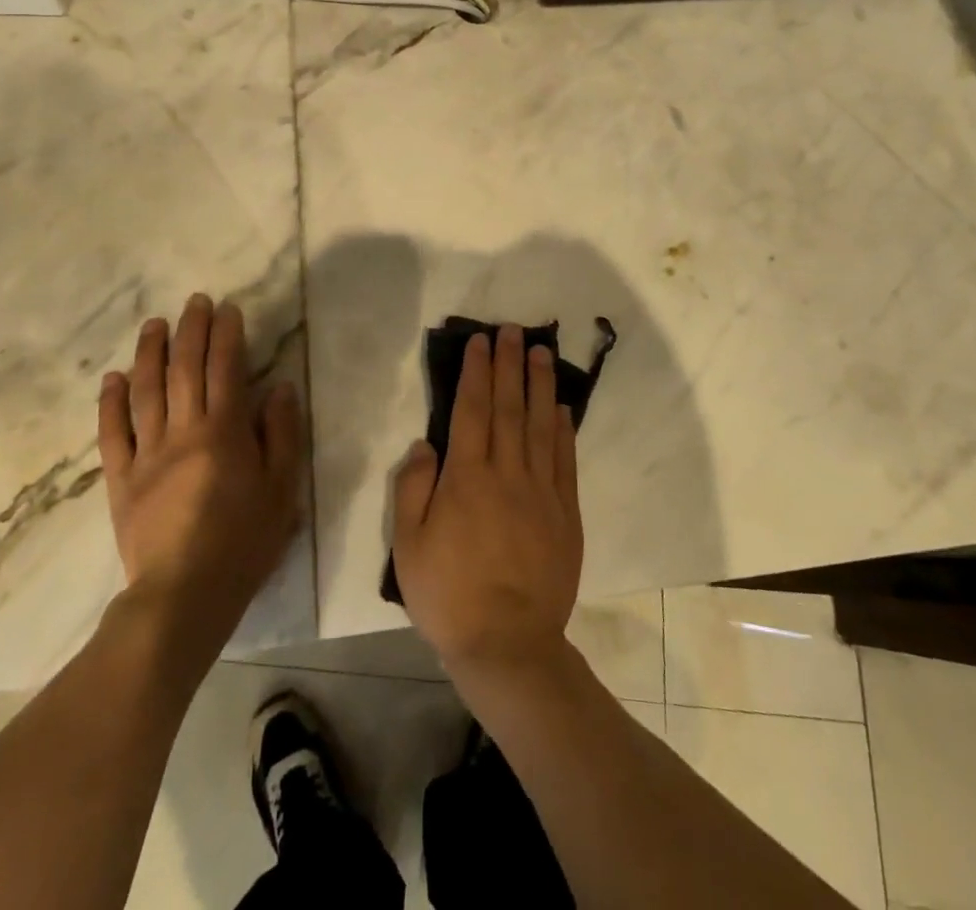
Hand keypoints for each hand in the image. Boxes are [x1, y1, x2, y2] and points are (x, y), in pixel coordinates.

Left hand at [96, 295, 303, 665]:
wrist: (184, 596)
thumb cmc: (244, 542)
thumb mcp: (282, 489)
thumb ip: (281, 434)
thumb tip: (279, 387)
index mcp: (224, 432)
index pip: (225, 369)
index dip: (226, 335)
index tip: (227, 309)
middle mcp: (183, 431)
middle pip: (184, 370)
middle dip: (191, 331)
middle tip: (194, 302)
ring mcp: (147, 454)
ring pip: (146, 392)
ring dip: (150, 353)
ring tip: (154, 323)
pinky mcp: (121, 480)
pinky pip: (112, 434)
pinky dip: (111, 402)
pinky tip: (114, 377)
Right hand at [392, 326, 582, 675]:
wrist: (508, 644)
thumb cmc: (449, 595)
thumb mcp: (408, 546)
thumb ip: (413, 488)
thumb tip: (426, 444)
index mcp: (467, 478)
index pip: (473, 410)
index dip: (478, 372)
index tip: (482, 342)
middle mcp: (507, 473)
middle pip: (509, 407)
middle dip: (511, 365)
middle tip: (514, 330)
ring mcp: (542, 491)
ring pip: (541, 425)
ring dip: (541, 385)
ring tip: (542, 352)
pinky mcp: (566, 513)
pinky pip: (565, 460)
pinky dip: (563, 429)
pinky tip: (561, 407)